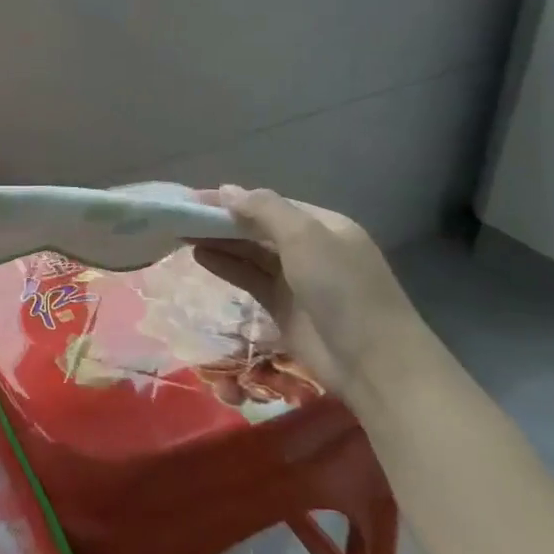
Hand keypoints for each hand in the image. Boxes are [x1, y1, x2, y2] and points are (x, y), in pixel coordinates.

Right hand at [193, 185, 423, 401]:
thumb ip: (264, 209)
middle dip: (222, 220)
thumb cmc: (342, 289)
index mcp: (322, 225)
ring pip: (250, 253)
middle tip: (180, 216)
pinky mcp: (283, 308)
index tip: (194, 197)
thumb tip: (227, 190)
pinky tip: (199, 256)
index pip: (270, 203)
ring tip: (181, 233)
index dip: (233, 198)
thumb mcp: (305, 237)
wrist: (374, 363)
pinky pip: (249, 279)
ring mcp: (296, 280)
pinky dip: (226, 266)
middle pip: (258, 228)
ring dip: (219, 241)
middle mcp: (309, 248)